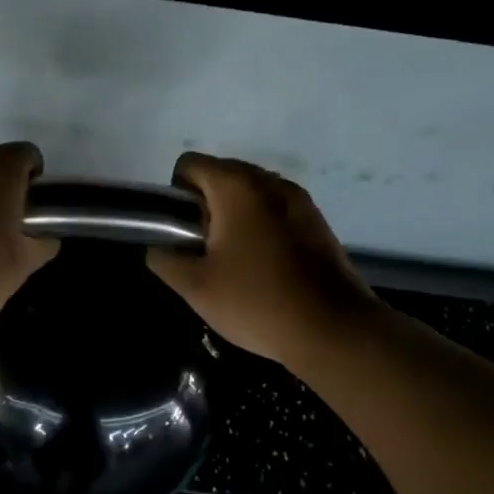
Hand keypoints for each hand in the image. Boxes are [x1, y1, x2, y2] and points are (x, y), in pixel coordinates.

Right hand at [147, 153, 377, 365]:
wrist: (333, 330)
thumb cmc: (257, 302)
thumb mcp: (195, 287)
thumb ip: (165, 259)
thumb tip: (160, 247)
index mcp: (237, 187)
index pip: (189, 164)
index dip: (175, 194)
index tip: (182, 232)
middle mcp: (270, 181)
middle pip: (221, 175)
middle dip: (205, 206)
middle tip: (205, 251)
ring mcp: (299, 199)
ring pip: (250, 194)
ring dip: (233, 217)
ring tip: (234, 262)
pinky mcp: (317, 221)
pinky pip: (275, 210)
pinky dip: (261, 227)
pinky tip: (264, 267)